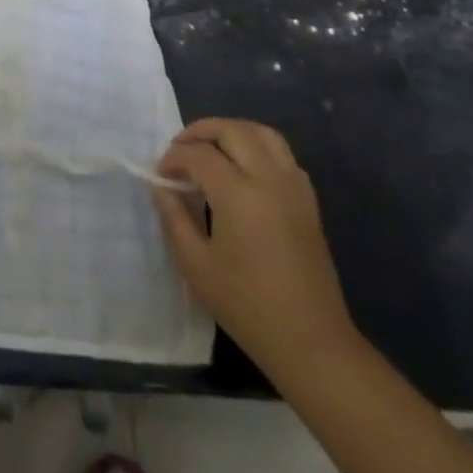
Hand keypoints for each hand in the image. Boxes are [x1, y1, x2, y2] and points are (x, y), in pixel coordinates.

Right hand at [154, 118, 357, 379]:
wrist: (311, 343)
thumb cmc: (247, 306)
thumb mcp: (196, 265)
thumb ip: (174, 217)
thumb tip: (161, 186)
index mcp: (238, 194)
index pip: (198, 154)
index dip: (173, 158)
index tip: (161, 176)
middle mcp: (269, 179)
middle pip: (232, 130)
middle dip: (200, 132)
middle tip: (180, 151)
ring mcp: (294, 188)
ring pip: (262, 133)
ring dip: (232, 132)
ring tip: (211, 150)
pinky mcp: (308, 201)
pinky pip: (282, 155)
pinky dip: (258, 148)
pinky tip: (243, 171)